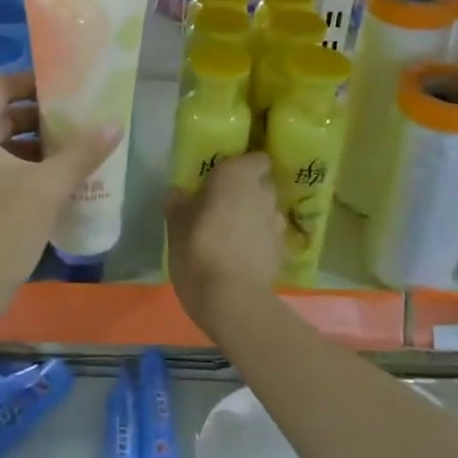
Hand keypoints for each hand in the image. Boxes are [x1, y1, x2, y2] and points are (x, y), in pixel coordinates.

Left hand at [0, 72, 119, 310]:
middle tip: (74, 121)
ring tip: (69, 152)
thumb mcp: (46, 189)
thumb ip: (81, 153)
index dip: (29, 81)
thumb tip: (114, 124)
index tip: (63, 88)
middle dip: (36, 117)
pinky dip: (16, 168)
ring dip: (29, 145)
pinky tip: (49, 184)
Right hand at [164, 152, 283, 334]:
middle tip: (224, 205)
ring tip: (233, 234)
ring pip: (267, 211)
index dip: (245, 165)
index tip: (226, 176)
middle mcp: (263, 193)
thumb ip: (178, 202)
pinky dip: (259, 242)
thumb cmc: (198, 249)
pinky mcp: (282, 251)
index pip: (256, 158)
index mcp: (237, 176)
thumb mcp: (175, 223)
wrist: (231, 299)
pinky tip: (242, 257)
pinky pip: (269, 237)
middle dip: (247, 192)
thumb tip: (179, 192)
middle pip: (262, 184)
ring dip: (254, 217)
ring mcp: (277, 223)